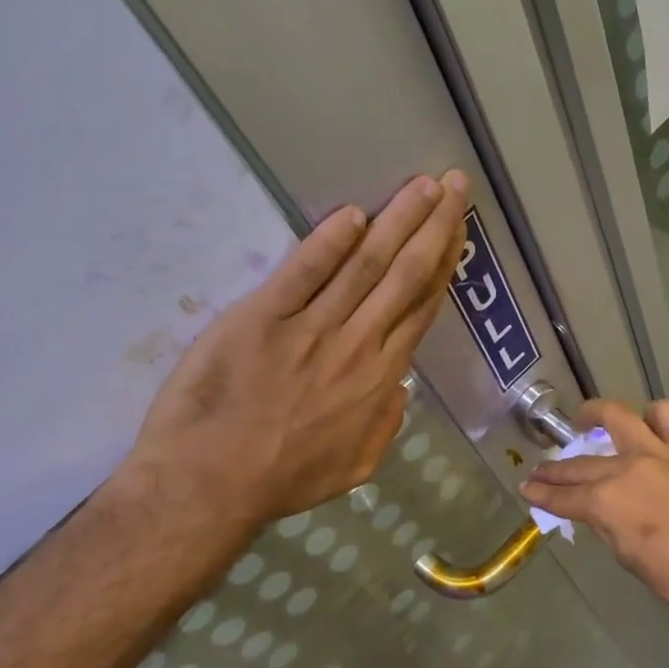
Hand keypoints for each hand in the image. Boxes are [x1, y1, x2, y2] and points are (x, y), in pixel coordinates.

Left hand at [117, 171, 468, 532]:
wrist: (211, 484)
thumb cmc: (283, 478)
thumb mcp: (354, 466)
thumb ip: (385, 424)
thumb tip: (400, 386)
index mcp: (378, 378)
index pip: (420, 309)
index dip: (443, 265)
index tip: (457, 230)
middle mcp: (356, 344)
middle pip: (404, 276)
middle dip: (434, 226)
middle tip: (454, 183)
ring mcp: (310, 328)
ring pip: (366, 265)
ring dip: (398, 220)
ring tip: (422, 185)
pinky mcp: (262, 317)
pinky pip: (304, 272)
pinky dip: (328, 242)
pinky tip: (353, 213)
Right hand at [520, 399, 668, 660]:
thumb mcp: (633, 561)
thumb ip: (609, 528)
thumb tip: (598, 513)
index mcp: (609, 503)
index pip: (565, 497)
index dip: (542, 495)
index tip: (527, 489)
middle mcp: (628, 468)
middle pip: (581, 464)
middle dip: (555, 468)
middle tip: (541, 470)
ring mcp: (660, 452)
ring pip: (619, 416)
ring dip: (597, 416)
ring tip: (588, 420)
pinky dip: (654, 415)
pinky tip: (648, 425)